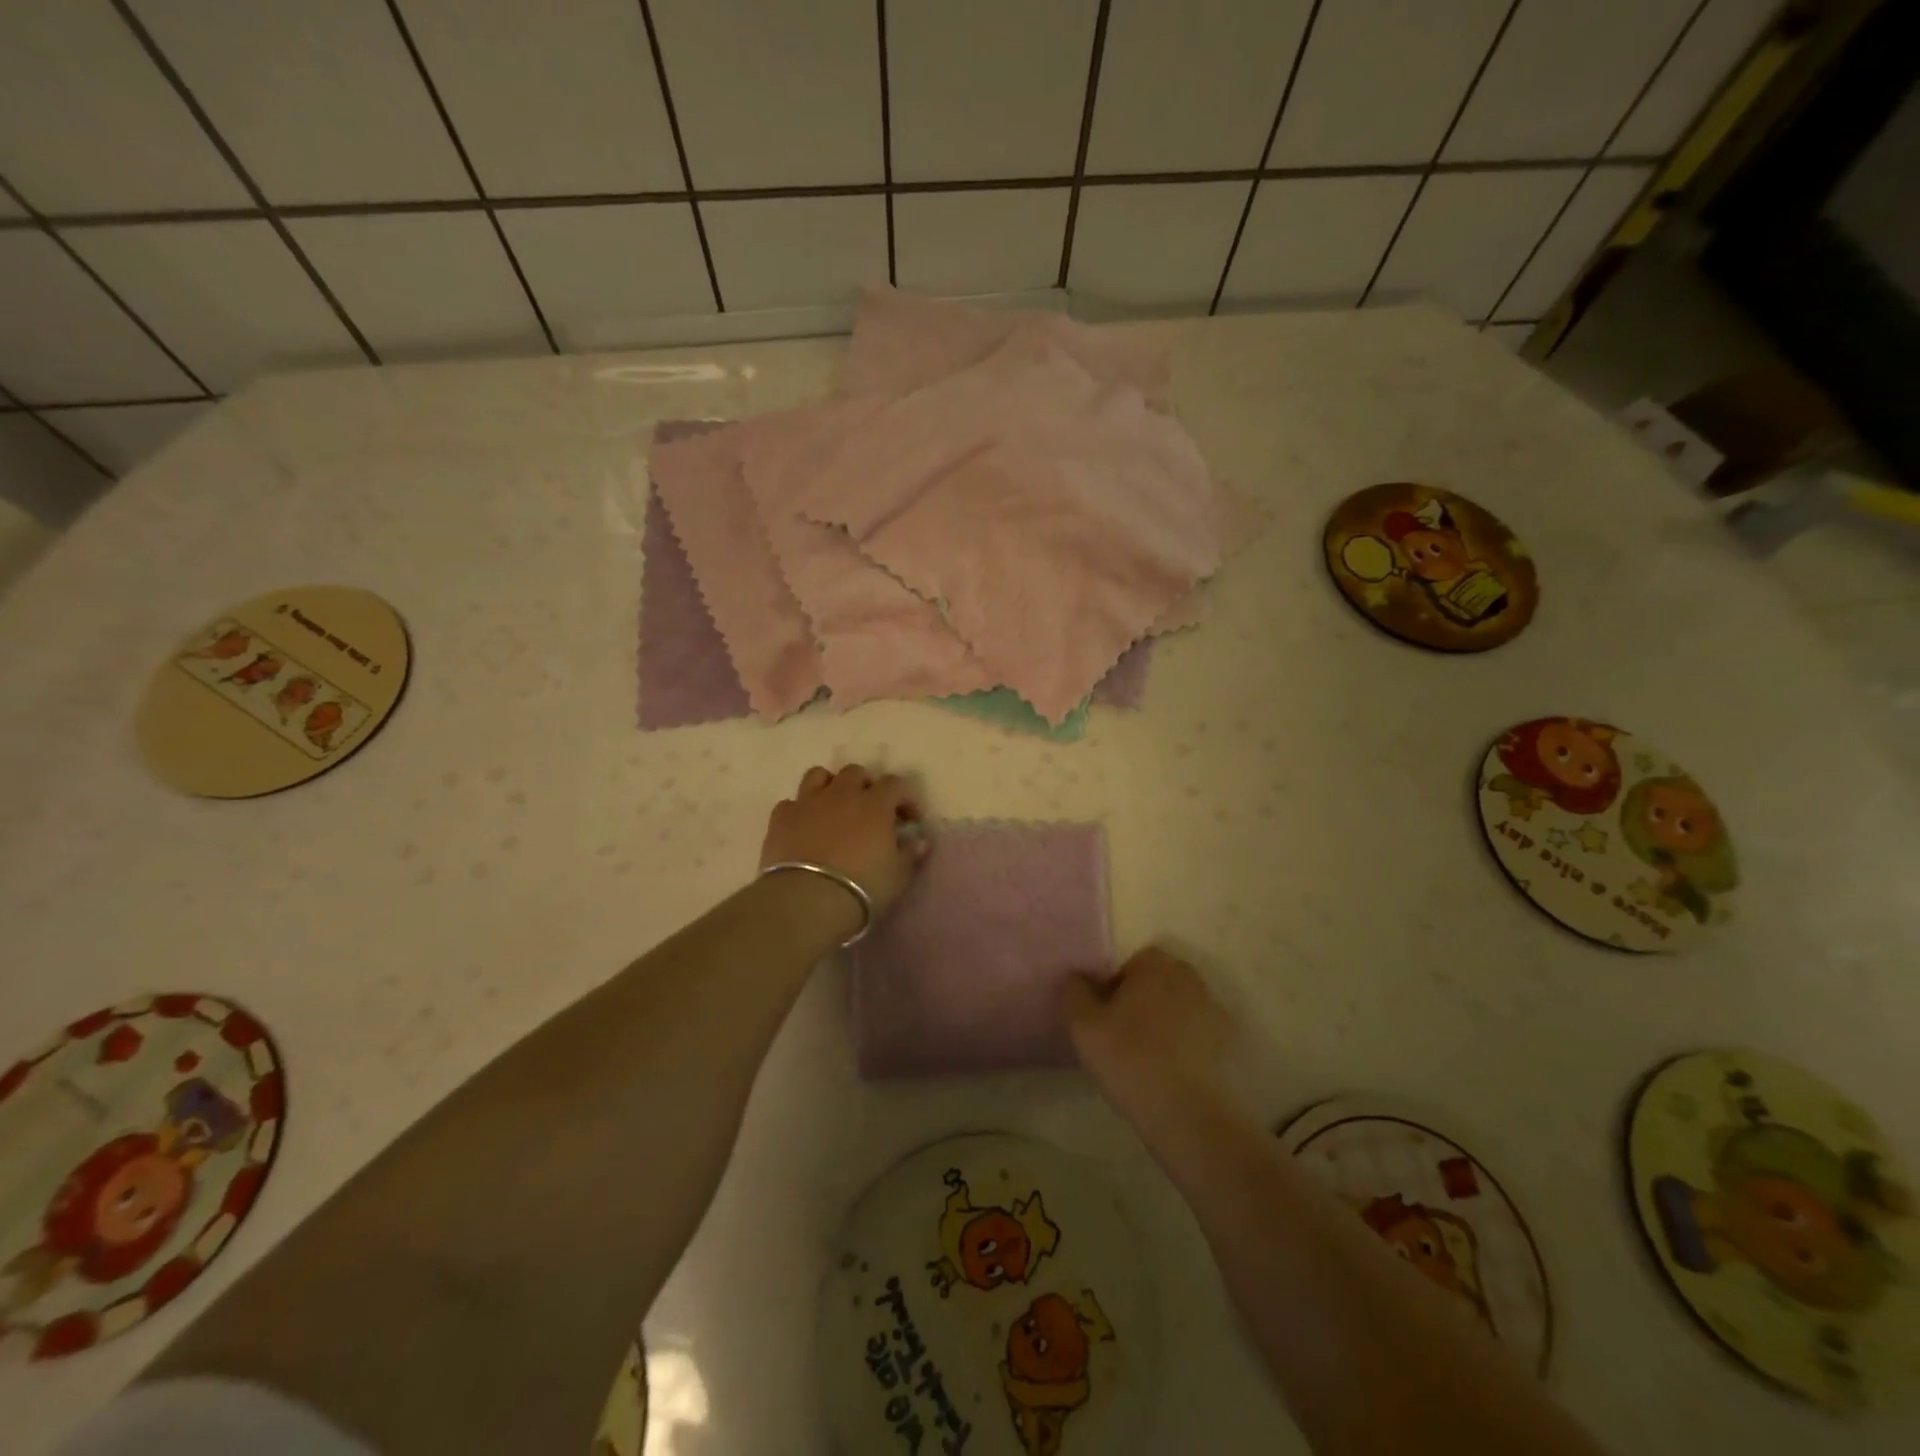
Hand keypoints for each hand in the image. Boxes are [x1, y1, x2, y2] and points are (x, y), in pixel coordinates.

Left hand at [759, 763, 928, 916]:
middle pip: (855, 772)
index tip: (909, 820)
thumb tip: (919, 840)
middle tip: (870, 809)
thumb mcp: (898, 875)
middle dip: (866, 786)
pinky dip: (800, 811)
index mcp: (875, 804)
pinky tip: (804, 828)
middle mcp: (842, 794)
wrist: (807, 900)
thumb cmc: (863, 887)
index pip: (896, 784)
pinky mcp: (780, 819)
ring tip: (834, 808)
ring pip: (818, 776)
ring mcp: (808, 803)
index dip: (905, 798)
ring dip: (830, 787)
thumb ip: (910, 853)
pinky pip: (791, 803)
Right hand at [1063, 946, 1231, 1119]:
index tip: (1107, 1013)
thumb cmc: (1128, 1058)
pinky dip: (1187, 1041)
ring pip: (1182, 1004)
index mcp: (1155, 967)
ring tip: (1149, 1052)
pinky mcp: (1228, 1042)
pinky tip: (1173, 1068)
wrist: (1184, 1111)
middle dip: (1144, 997)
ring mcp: (1213, 1010)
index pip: (1135, 961)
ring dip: (1167, 1018)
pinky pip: (1200, 1031)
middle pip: (1161, 979)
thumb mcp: (1083, 1024)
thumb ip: (1075, 992)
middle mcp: (1189, 978)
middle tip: (1124, 1030)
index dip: (1118, 983)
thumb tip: (1076, 975)